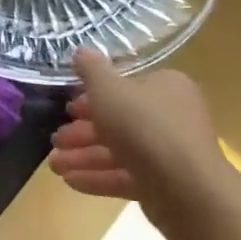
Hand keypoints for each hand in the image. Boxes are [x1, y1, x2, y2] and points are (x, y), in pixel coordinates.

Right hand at [47, 50, 229, 222]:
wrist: (186, 188)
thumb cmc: (143, 126)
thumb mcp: (108, 89)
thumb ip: (91, 70)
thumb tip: (81, 51)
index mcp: (165, 87)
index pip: (125, 88)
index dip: (92, 97)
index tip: (68, 109)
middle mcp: (172, 117)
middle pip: (119, 121)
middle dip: (82, 132)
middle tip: (56, 140)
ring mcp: (169, 153)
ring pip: (119, 151)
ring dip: (84, 156)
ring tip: (54, 166)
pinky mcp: (164, 185)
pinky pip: (126, 175)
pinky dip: (98, 177)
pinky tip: (70, 181)